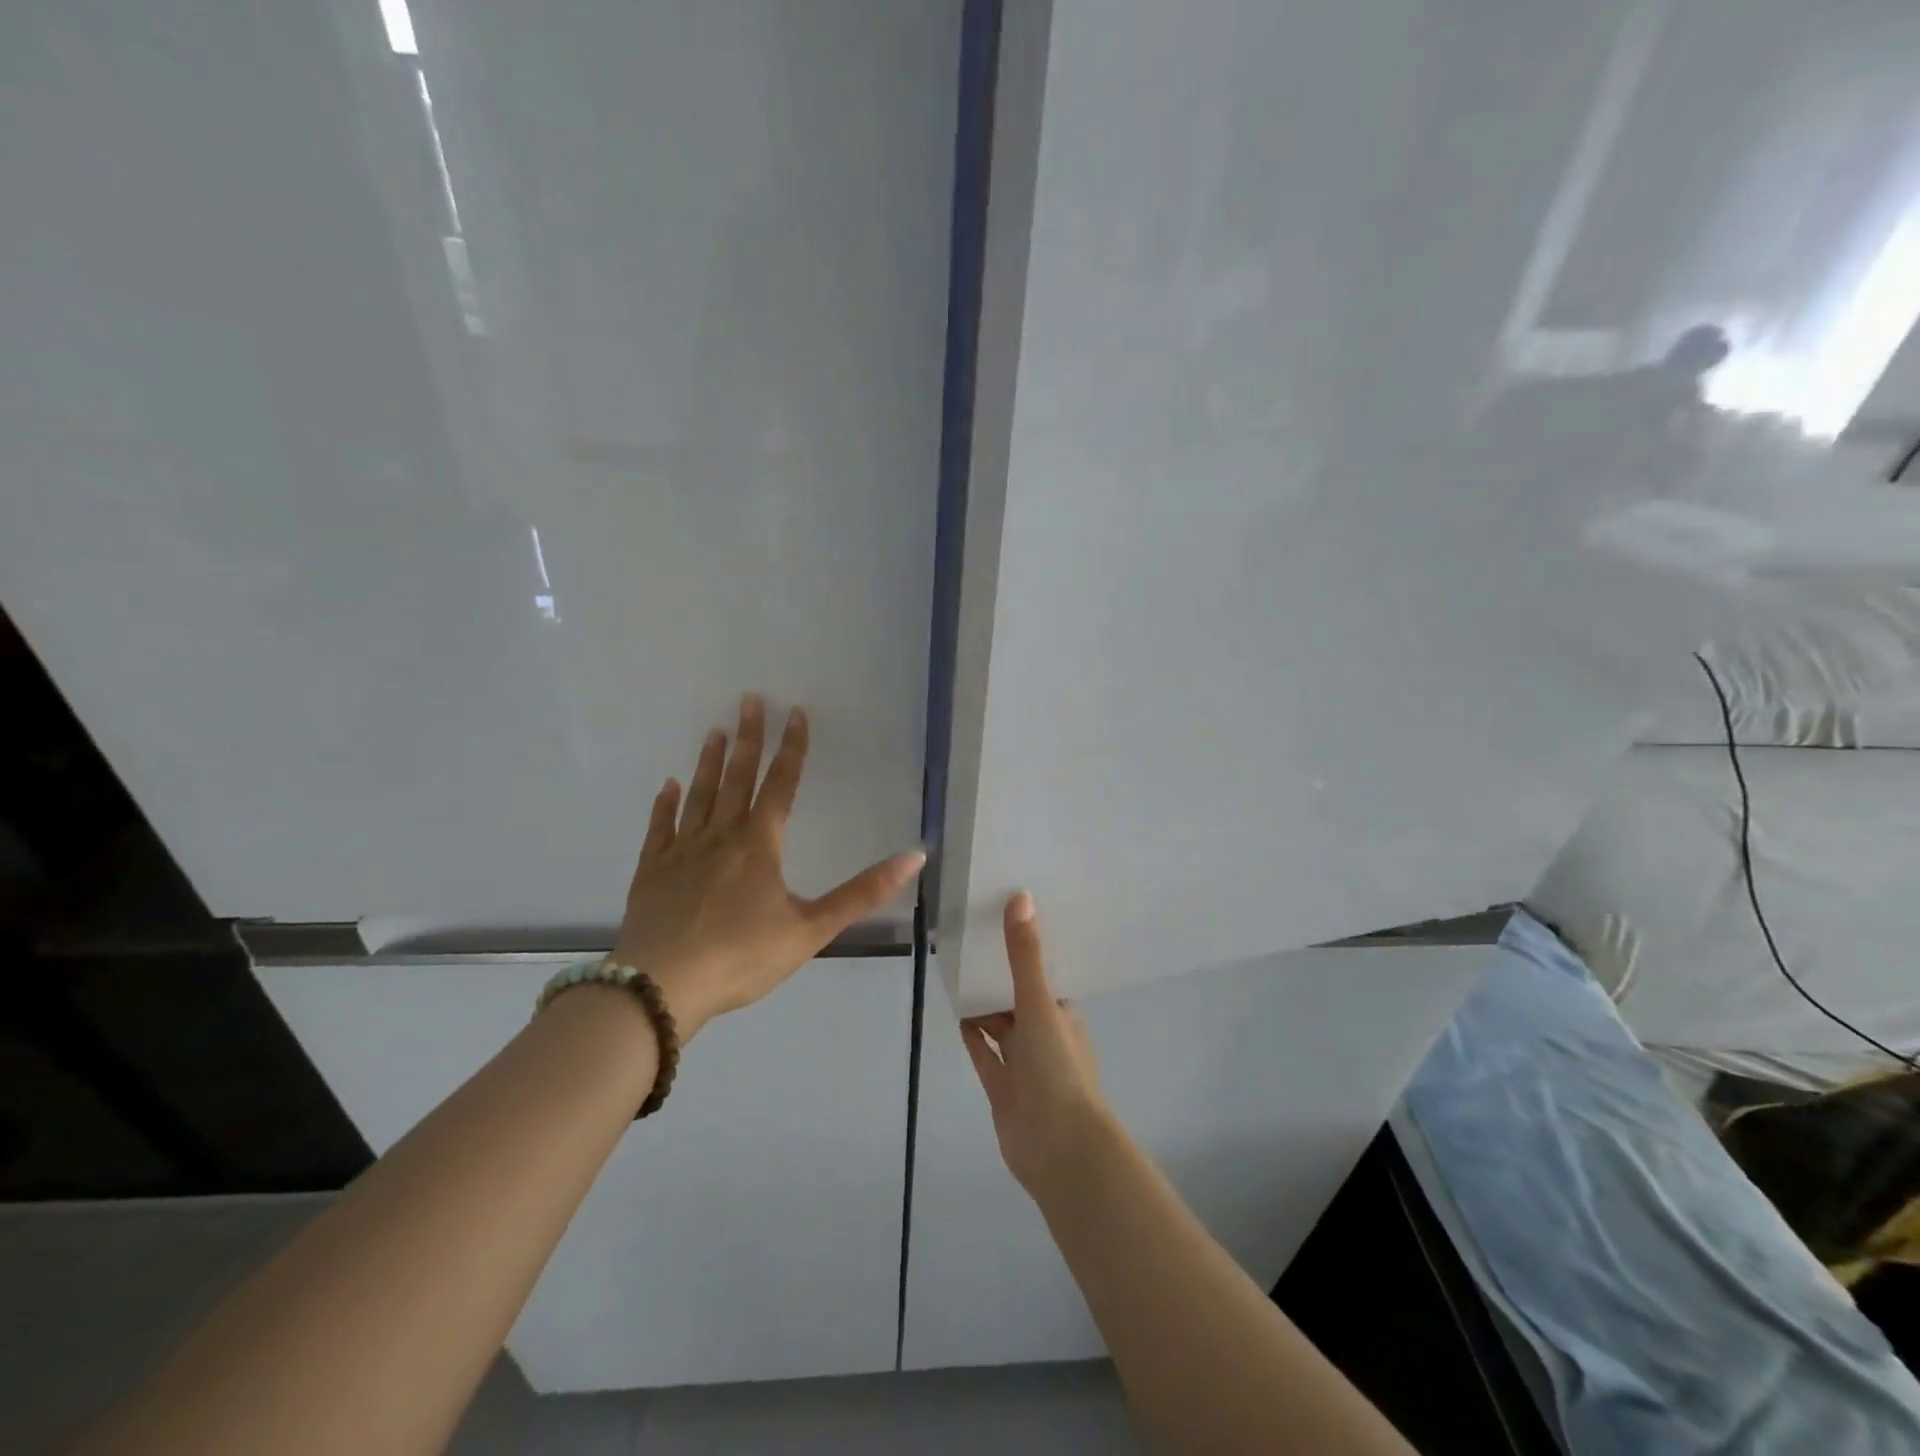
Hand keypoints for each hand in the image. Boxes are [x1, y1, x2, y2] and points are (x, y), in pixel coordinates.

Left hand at [610, 693, 924, 1039]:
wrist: (662, 987)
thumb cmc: (742, 957)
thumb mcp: (812, 929)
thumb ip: (862, 893)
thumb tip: (915, 857)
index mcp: (759, 844)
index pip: (781, 785)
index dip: (792, 748)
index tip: (795, 712)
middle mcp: (720, 836)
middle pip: (737, 778)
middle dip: (748, 737)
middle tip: (749, 699)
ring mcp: (681, 851)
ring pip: (699, 795)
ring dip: (709, 762)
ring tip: (715, 730)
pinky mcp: (651, 870)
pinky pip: (659, 827)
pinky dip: (665, 804)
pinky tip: (668, 786)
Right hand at [961, 893, 1111, 1197]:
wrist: (1059, 1149)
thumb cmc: (1057, 1068)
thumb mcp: (1040, 1003)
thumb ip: (1025, 955)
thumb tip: (1021, 897)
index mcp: (1063, 1013)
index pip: (1044, 973)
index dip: (1028, 948)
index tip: (1006, 917)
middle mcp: (1045, 1034)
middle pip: (1020, 997)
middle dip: (1000, 974)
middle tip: (973, 937)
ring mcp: (1023, 1064)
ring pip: (1001, 1024)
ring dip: (985, 1003)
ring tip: (958, 968)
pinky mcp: (1002, 1088)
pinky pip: (985, 1053)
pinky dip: (974, 1034)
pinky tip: (958, 1012)